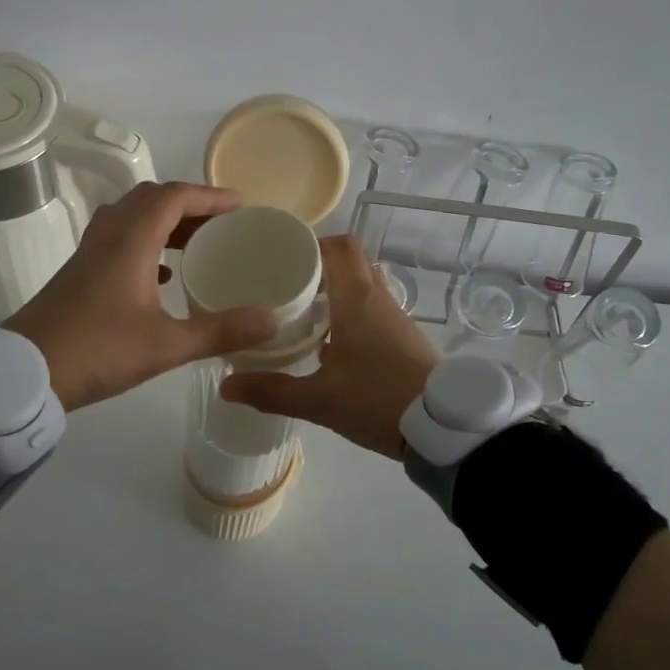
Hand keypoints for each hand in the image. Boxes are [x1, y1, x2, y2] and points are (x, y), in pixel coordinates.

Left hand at [4, 182, 277, 409]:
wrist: (23, 373)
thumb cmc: (96, 351)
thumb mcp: (166, 345)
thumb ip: (220, 331)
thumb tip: (272, 320)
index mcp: (130, 241)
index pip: (174, 197)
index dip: (209, 195)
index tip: (241, 206)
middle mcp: (109, 236)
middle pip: (152, 199)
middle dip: (190, 204)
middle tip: (223, 223)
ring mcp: (90, 253)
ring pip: (133, 218)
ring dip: (167, 222)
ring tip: (199, 243)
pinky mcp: (80, 273)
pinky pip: (120, 239)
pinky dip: (148, 243)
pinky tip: (164, 274)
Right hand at [220, 235, 440, 458]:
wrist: (443, 426)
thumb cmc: (376, 399)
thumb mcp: (319, 400)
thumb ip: (271, 391)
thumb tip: (226, 385)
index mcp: (357, 299)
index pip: (340, 247)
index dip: (312, 244)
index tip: (283, 257)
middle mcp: (379, 299)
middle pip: (352, 263)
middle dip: (320, 268)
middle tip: (287, 285)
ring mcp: (396, 318)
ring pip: (364, 287)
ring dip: (337, 292)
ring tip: (303, 312)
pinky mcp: (406, 338)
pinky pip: (374, 310)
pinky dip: (352, 313)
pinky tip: (331, 343)